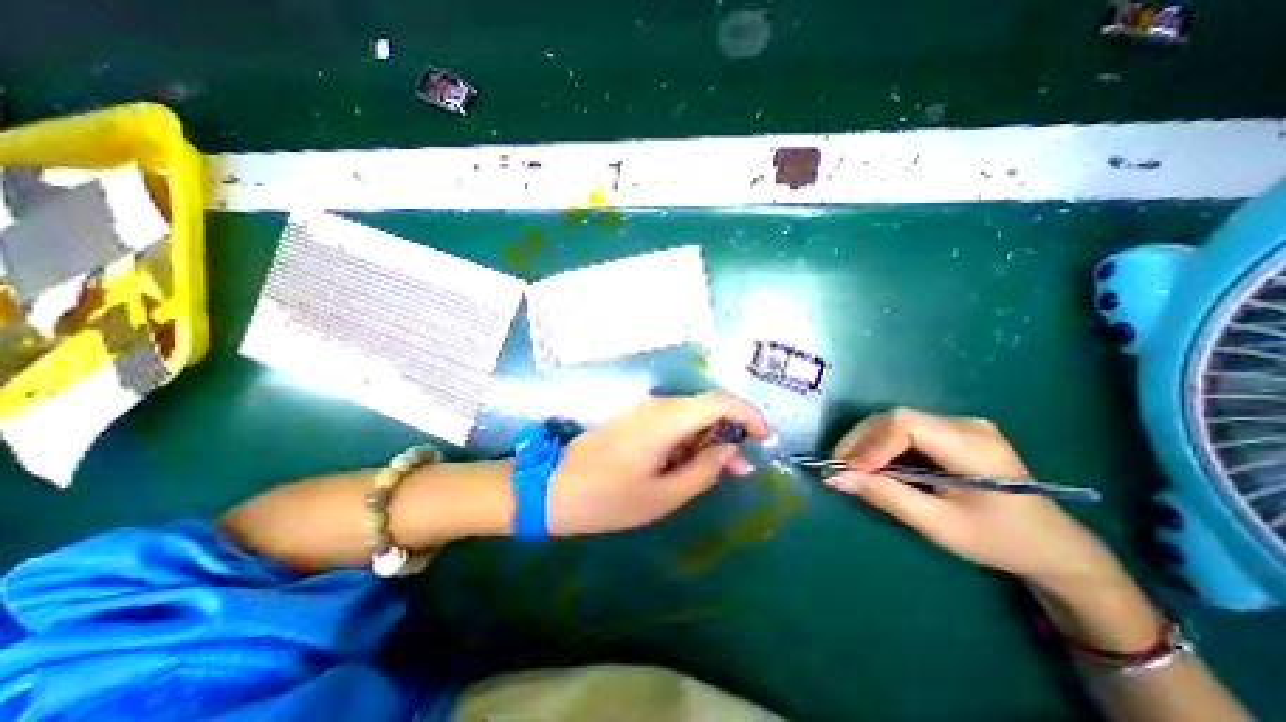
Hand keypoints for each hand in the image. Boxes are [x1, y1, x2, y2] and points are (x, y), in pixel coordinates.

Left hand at [545, 392, 766, 531]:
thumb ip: (704, 470)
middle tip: (740, 469)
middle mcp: (657, 405)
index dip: (748, 414)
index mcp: (666, 419)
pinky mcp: (635, 418)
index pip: (719, 401)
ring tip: (713, 473)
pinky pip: (672, 421)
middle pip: (706, 407)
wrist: (553, 488)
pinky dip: (688, 440)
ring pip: (690, 415)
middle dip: (729, 433)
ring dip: (708, 439)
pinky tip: (686, 465)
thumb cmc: (608, 498)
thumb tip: (731, 452)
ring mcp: (643, 409)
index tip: (764, 438)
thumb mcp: (664, 495)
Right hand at [829, 406, 1122, 592]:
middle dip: (860, 442)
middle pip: (894, 418)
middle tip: (837, 468)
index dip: (871, 444)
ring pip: (893, 422)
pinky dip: (879, 446)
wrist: (1052, 545)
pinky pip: (902, 431)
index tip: (847, 470)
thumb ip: (887, 496)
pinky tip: (871, 465)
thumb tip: (835, 477)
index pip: (906, 425)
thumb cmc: (1000, 541)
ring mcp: (957, 424)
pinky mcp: (948, 431)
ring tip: (848, 468)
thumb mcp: (940, 526)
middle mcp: (963, 424)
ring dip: (865, 443)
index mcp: (973, 446)